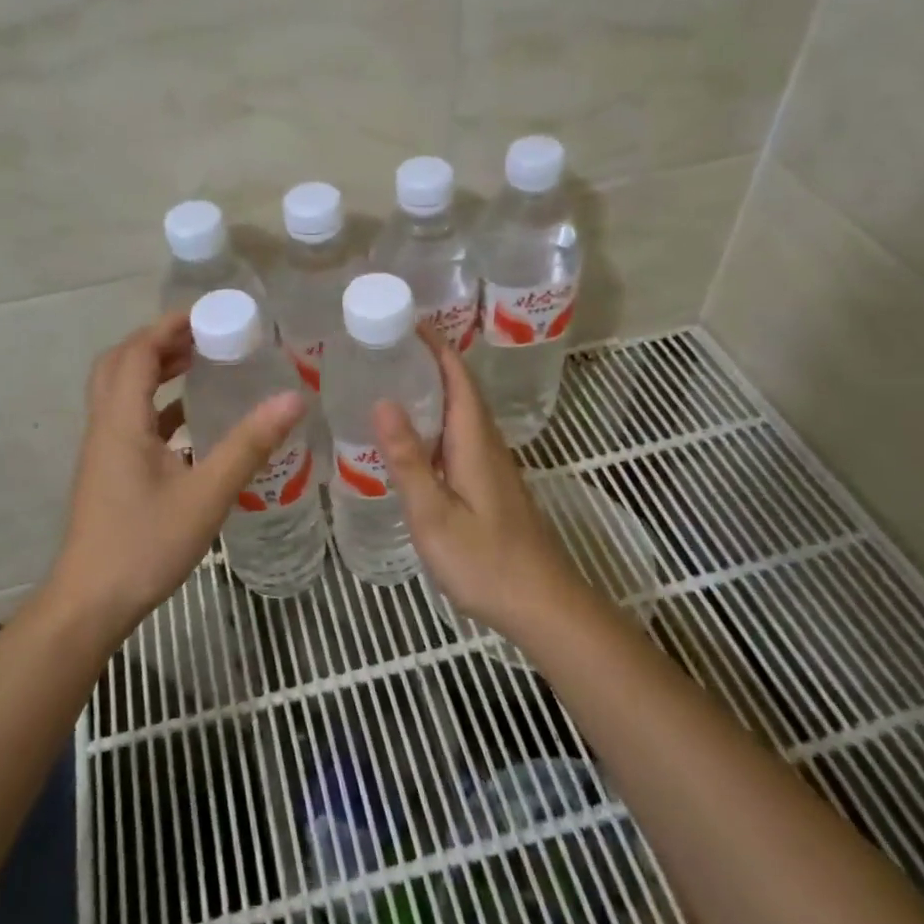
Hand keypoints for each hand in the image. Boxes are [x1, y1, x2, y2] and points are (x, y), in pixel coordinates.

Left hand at [50, 313, 304, 626]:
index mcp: (122, 421)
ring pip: (122, 391)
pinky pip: (130, 419)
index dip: (169, 326)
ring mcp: (104, 450)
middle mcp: (106, 426)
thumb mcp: (207, 494)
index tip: (209, 313)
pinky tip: (191, 420)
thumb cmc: (146, 544)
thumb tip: (293, 399)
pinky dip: (157, 405)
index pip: (138, 352)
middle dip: (160, 341)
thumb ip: (249, 445)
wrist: (91, 602)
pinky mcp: (109, 471)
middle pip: (122, 363)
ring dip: (156, 370)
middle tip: (206, 334)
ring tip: (201, 363)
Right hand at [372, 330, 596, 637]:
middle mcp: (487, 445)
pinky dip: (436, 422)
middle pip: (461, 390)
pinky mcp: (490, 485)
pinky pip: (460, 437)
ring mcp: (491, 466)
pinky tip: (413, 439)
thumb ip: (408, 459)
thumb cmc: (484, 560)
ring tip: (391, 382)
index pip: (458, 377)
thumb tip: (383, 401)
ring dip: (433, 390)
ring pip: (461, 414)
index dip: (435, 345)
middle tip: (384, 348)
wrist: (539, 603)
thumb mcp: (434, 513)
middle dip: (429, 361)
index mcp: (474, 442)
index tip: (404, 320)